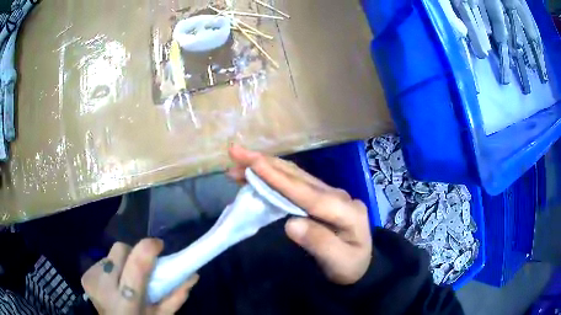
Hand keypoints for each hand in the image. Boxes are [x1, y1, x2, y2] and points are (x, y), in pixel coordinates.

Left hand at [82, 239, 198, 313]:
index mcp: (128, 302)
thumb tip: (193, 274)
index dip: (148, 248)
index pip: (137, 266)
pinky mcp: (85, 277)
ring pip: (110, 254)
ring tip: (124, 280)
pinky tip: (112, 284)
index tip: (158, 245)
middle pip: (120, 250)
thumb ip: (176, 296)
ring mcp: (92, 281)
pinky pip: (101, 261)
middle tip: (139, 267)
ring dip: (121, 263)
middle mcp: (105, 288)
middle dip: (132, 254)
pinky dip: (110, 268)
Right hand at [228, 145, 372, 284]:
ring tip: (239, 163)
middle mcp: (337, 195)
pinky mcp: (320, 197)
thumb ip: (319, 243)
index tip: (254, 164)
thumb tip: (290, 224)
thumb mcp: (340, 262)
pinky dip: (274, 176)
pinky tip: (258, 174)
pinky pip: (294, 183)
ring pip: (295, 176)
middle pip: (299, 177)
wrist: (362, 263)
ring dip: (267, 166)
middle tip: (236, 153)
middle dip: (266, 163)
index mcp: (346, 211)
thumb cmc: (350, 266)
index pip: (308, 194)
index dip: (280, 179)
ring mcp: (329, 194)